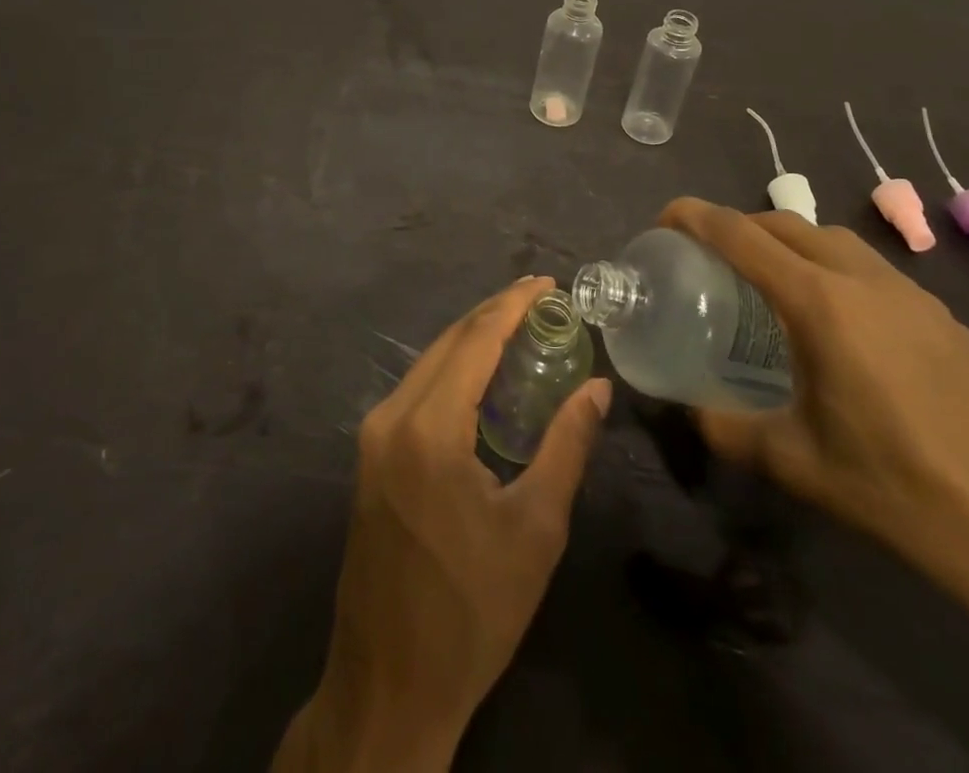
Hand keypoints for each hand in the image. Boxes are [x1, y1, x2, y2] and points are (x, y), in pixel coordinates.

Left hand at [276, 276, 611, 772]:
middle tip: (542, 301)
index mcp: (428, 428)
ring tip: (522, 329)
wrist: (390, 684)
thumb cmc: (473, 610)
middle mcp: (391, 417)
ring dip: (473, 340)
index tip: (547, 283)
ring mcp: (373, 436)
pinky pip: (417, 390)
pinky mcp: (370, 456)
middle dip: (494, 314)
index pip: (474, 341)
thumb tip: (598, 389)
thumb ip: (567, 446)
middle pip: (448, 343)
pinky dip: (454, 371)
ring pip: (429, 363)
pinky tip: (485, 377)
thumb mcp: (535, 529)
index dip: (512, 306)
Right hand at [660, 199, 968, 575]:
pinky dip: (832, 269)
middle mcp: (865, 281)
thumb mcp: (797, 464)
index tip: (665, 218)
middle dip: (740, 225)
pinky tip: (835, 324)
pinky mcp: (944, 318)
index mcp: (822, 305)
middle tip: (708, 254)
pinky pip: (870, 269)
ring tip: (767, 282)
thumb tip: (690, 408)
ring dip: (789, 242)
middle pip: (787, 223)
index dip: (696, 217)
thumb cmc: (902, 492)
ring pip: (833, 239)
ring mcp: (912, 295)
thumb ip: (729, 428)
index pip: (742, 236)